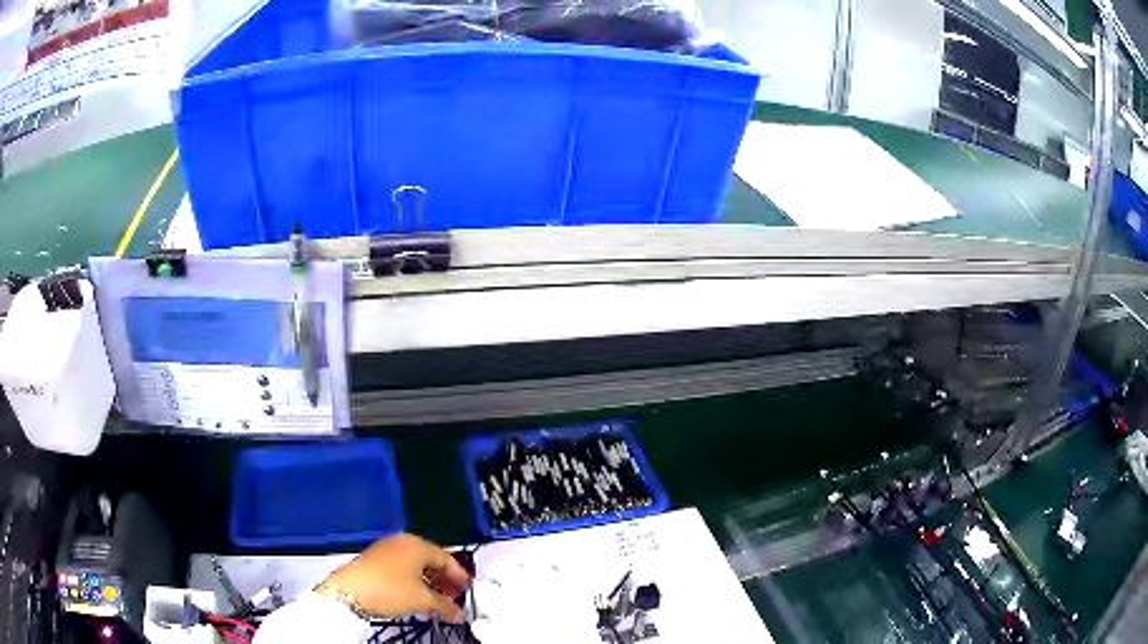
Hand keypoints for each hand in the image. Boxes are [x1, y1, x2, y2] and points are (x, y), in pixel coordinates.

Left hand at [324, 533, 472, 622]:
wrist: (348, 593)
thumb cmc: (390, 590)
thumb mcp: (422, 600)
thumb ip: (445, 605)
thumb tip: (458, 613)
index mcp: (417, 544)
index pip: (447, 558)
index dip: (460, 576)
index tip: (469, 591)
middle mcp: (402, 542)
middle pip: (431, 560)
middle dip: (444, 580)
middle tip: (455, 598)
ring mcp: (386, 550)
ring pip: (415, 566)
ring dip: (429, 583)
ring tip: (437, 601)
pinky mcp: (373, 561)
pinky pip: (402, 569)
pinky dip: (413, 582)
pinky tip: (416, 597)